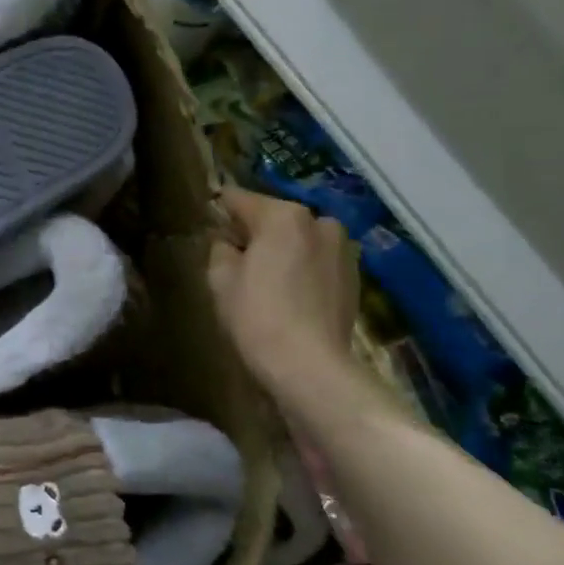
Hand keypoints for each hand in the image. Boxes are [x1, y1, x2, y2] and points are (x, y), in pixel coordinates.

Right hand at [207, 186, 358, 401]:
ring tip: (264, 278)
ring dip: (282, 250)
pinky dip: (301, 269)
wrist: (309, 365)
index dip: (220, 209)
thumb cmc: (256, 316)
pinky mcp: (354, 277)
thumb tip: (226, 242)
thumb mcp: (220, 279)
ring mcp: (343, 249)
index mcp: (283, 216)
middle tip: (234, 257)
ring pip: (299, 240)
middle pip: (275, 218)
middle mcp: (320, 222)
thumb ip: (219, 249)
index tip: (208, 221)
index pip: (240, 199)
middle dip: (255, 232)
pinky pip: (317, 261)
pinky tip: (288, 295)